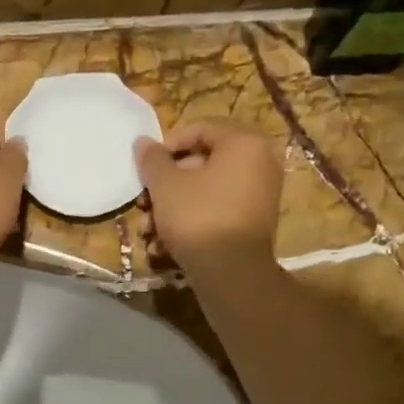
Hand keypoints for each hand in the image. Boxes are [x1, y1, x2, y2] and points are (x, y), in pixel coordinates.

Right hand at [134, 122, 280, 274]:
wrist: (231, 273)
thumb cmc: (197, 217)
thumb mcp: (165, 185)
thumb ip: (152, 160)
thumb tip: (142, 141)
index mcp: (244, 143)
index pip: (199, 130)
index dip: (166, 147)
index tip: (145, 168)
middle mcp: (260, 163)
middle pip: (201, 165)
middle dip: (164, 188)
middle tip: (142, 205)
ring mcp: (260, 195)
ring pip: (205, 193)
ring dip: (171, 210)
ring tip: (148, 232)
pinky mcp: (254, 223)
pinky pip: (218, 212)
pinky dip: (192, 223)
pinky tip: (165, 247)